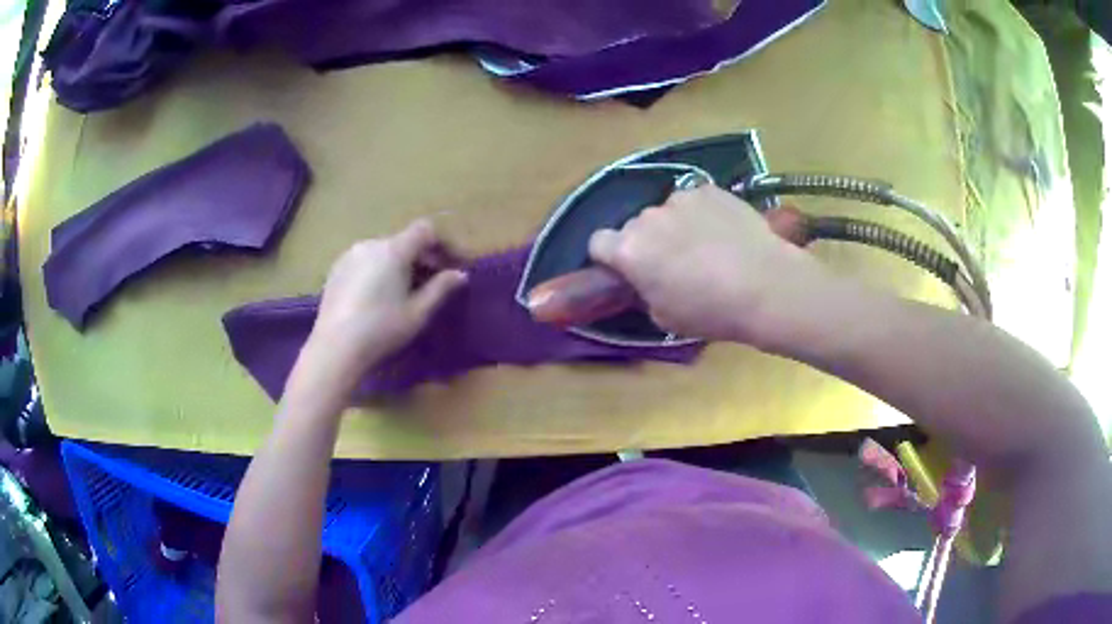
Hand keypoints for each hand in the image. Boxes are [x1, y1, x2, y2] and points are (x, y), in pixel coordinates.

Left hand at [311, 220, 466, 370]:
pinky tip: (377, 297)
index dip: (442, 245)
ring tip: (404, 293)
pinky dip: (378, 270)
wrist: (335, 348)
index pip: (425, 230)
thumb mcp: (418, 312)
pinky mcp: (336, 269)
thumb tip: (460, 275)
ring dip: (399, 265)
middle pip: (404, 241)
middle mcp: (371, 244)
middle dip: (422, 258)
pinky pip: (365, 261)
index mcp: (393, 250)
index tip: (452, 266)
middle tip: (432, 284)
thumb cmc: (382, 329)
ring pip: (383, 251)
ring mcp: (350, 255)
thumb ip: (441, 288)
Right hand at [588, 184, 826, 343]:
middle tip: (675, 263)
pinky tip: (725, 232)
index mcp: (629, 250)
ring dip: (676, 225)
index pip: (597, 242)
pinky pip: (695, 200)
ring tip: (708, 247)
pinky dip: (703, 214)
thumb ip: (645, 291)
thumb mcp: (664, 317)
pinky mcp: (709, 189)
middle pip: (635, 226)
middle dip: (648, 241)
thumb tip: (648, 279)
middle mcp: (648, 217)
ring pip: (667, 212)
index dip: (610, 256)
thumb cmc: (711, 311)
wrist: (765, 286)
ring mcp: (680, 198)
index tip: (628, 270)